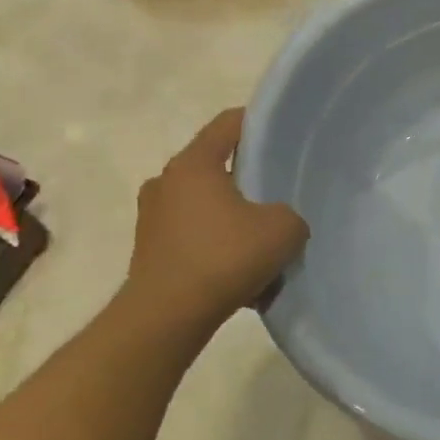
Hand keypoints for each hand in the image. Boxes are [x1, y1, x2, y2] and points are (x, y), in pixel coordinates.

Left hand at [118, 109, 308, 329]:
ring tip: (261, 241)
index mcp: (193, 164)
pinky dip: (216, 245)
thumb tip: (278, 222)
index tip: (283, 134)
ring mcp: (152, 217)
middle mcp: (166, 182)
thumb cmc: (224, 258)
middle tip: (279, 194)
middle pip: (215, 167)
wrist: (168, 316)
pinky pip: (193, 236)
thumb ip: (290, 215)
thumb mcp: (282, 230)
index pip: (228, 124)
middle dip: (248, 178)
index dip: (258, 123)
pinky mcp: (150, 250)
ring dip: (232, 217)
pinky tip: (240, 271)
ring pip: (205, 205)